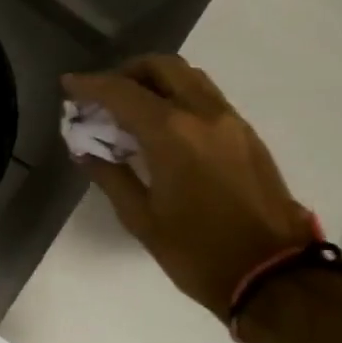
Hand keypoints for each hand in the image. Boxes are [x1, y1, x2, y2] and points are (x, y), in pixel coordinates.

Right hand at [63, 56, 313, 317]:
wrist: (273, 275)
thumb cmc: (197, 252)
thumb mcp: (141, 219)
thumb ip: (110, 176)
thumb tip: (84, 150)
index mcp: (172, 133)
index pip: (122, 92)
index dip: (90, 85)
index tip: (68, 84)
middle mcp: (203, 114)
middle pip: (162, 67)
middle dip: (126, 72)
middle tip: (103, 96)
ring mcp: (231, 121)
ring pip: (189, 77)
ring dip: (156, 82)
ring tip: (132, 110)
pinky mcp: (247, 135)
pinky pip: (207, 98)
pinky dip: (179, 97)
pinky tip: (164, 129)